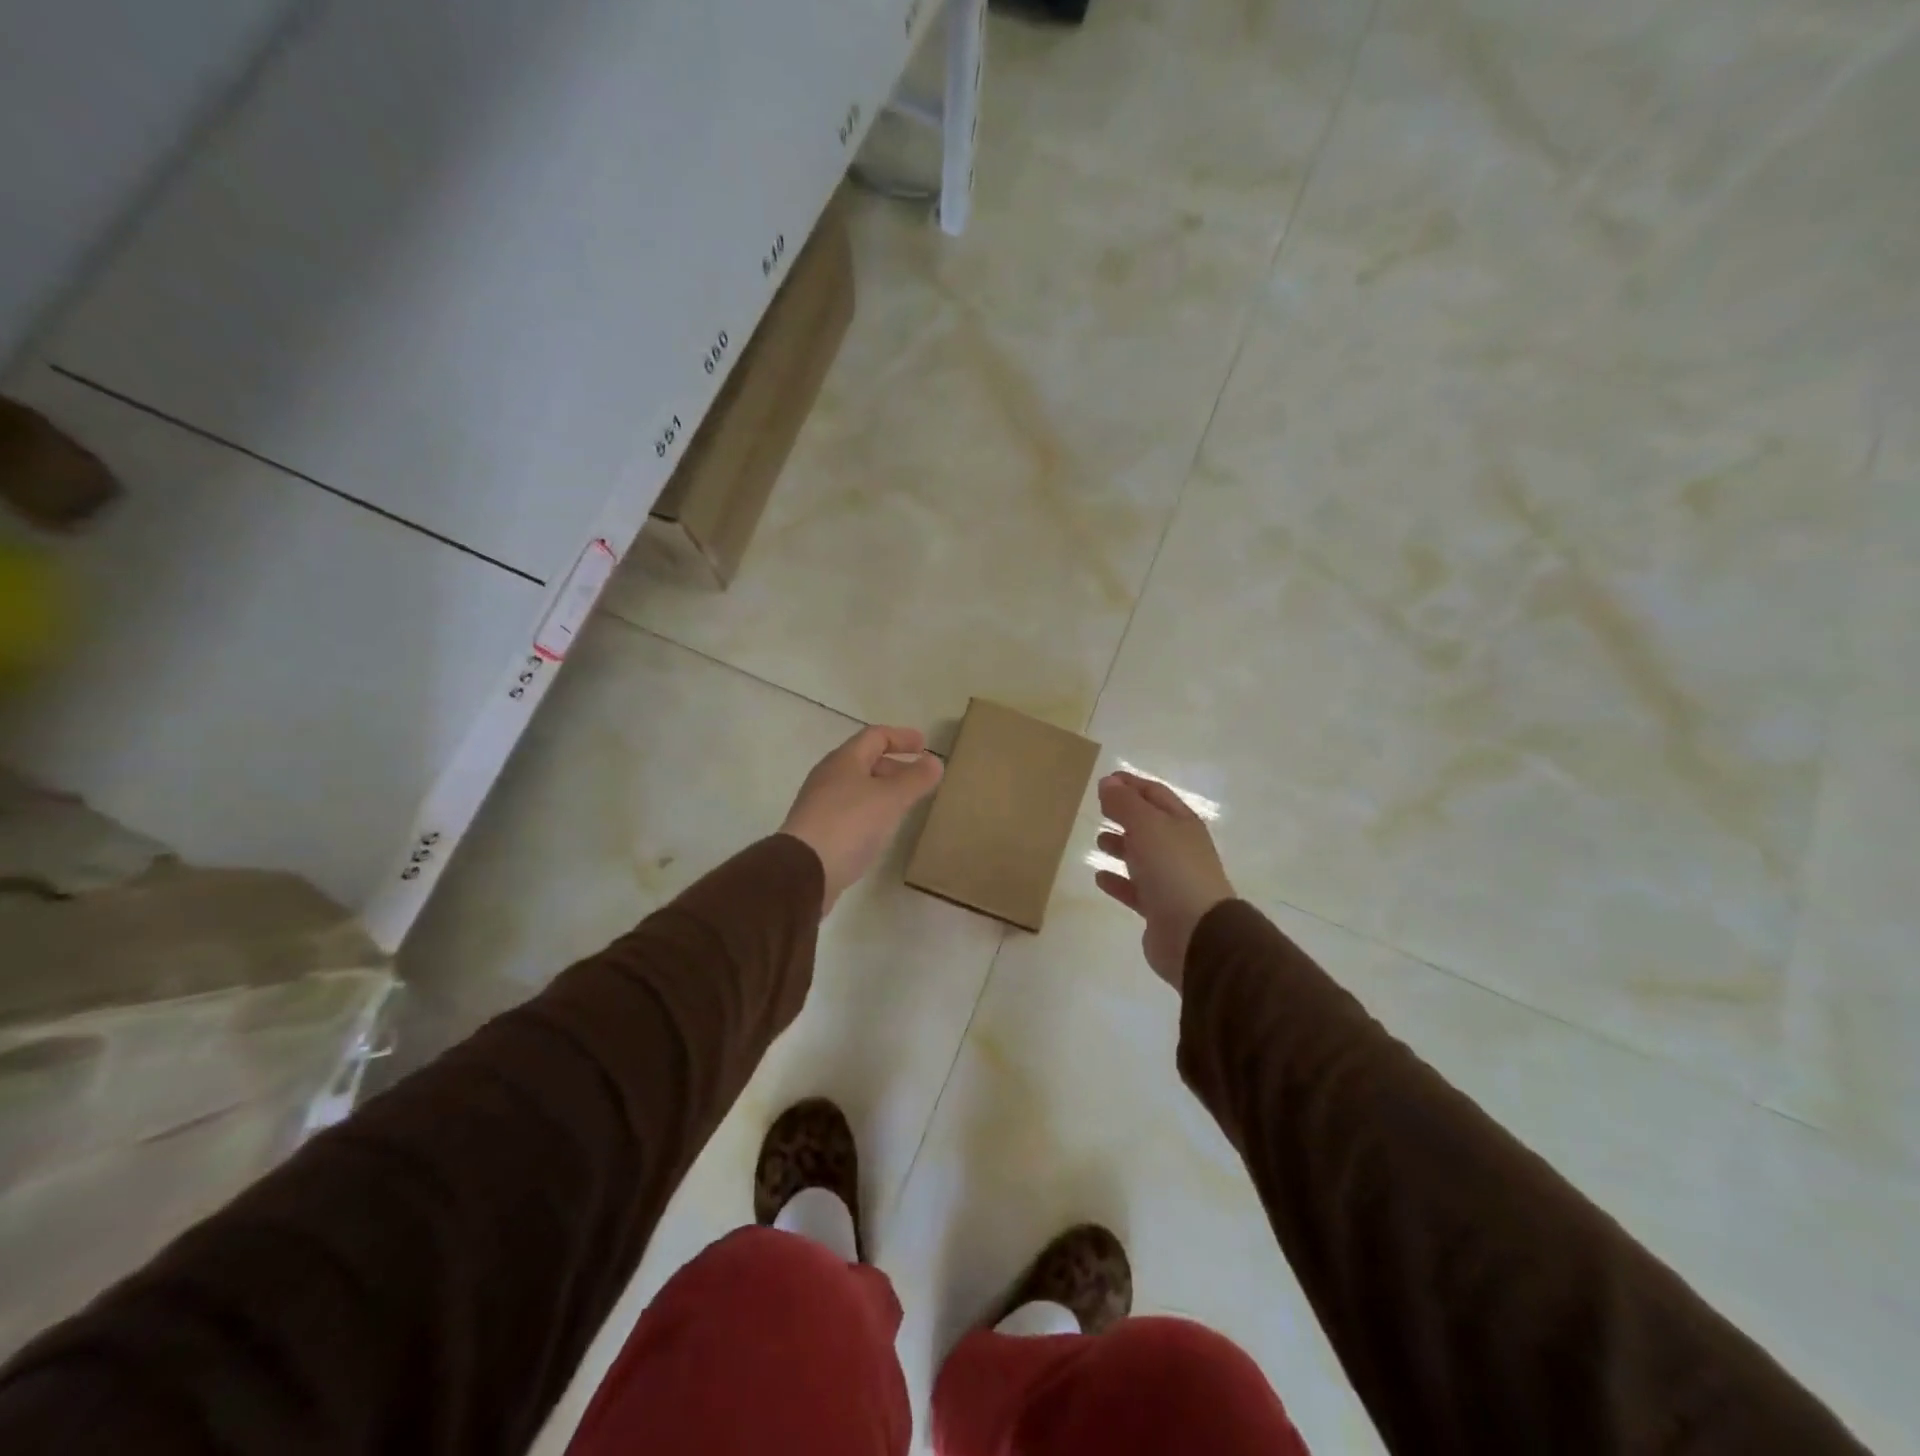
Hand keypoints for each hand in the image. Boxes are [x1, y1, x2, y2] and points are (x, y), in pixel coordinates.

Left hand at [780, 725, 943, 914]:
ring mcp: (820, 804)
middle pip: (864, 761)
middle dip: (894, 765)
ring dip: (883, 790)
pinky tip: (881, 829)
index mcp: (844, 760)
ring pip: (857, 787)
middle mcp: (828, 776)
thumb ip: (916, 779)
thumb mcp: (891, 798)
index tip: (924, 745)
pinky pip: (850, 810)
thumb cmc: (850, 824)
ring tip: (904, 804)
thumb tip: (935, 761)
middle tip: (918, 778)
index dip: (901, 737)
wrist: (804, 870)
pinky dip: (871, 811)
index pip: (875, 736)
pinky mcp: (818, 830)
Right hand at [1094, 771, 1235, 992]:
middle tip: (1099, 808)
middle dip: (1125, 815)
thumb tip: (1108, 782)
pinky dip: (1118, 881)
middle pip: (1149, 825)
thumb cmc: (1173, 870)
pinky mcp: (1160, 910)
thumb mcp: (1147, 826)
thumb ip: (1125, 803)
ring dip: (1121, 847)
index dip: (1131, 785)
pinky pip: (1134, 890)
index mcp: (1182, 824)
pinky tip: (1100, 878)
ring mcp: (1171, 880)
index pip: (1155, 795)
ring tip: (1098, 841)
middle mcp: (1179, 849)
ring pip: (1142, 857)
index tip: (1105, 780)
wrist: (1197, 934)